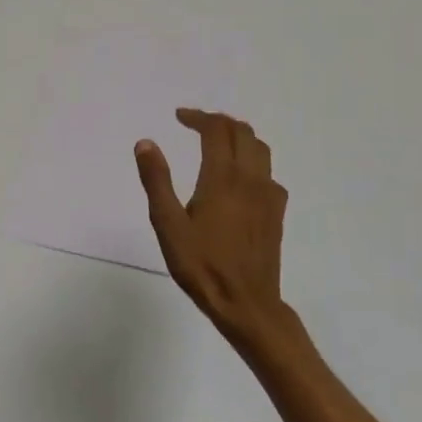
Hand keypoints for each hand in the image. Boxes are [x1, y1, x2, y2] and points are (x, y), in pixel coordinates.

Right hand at [135, 109, 290, 337]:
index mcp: (222, 178)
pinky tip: (239, 177)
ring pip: (260, 149)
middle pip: (242, 133)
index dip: (198, 117)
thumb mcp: (168, 224)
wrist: (246, 304)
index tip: (179, 117)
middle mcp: (250, 179)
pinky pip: (268, 172)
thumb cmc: (201, 265)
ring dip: (238, 136)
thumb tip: (146, 143)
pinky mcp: (276, 212)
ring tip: (217, 141)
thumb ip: (156, 181)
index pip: (216, 131)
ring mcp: (268, 196)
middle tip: (195, 124)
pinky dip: (252, 160)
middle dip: (218, 122)